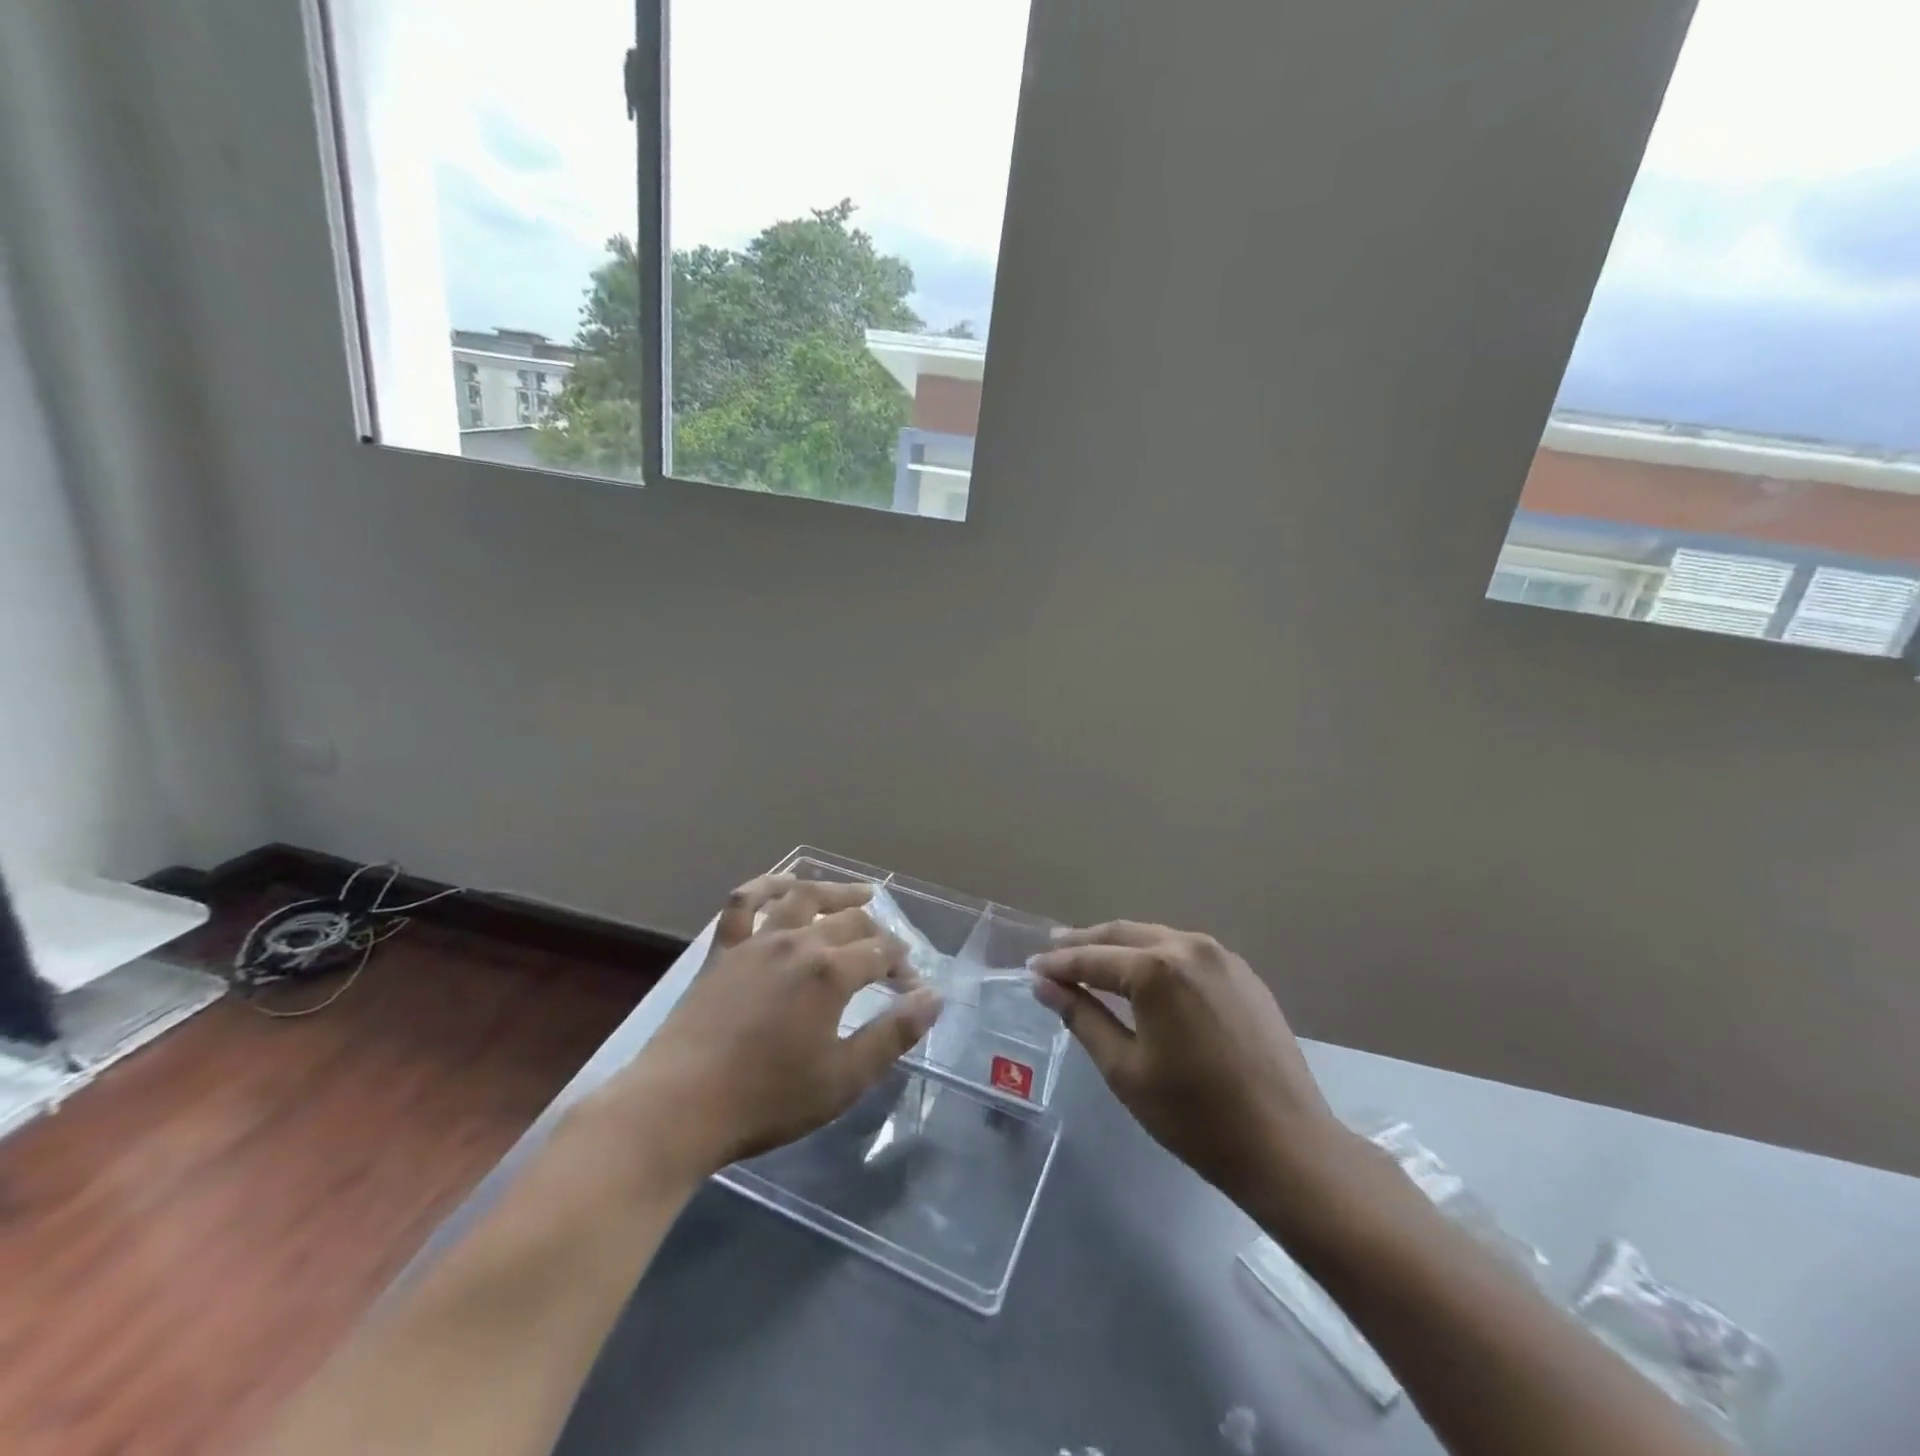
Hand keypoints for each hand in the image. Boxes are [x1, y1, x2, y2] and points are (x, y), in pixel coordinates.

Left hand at [601, 876, 943, 1177]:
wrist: (679, 1106)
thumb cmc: (767, 1099)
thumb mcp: (843, 1078)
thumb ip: (893, 1034)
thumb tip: (934, 996)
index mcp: (831, 972)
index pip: (882, 952)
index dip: (903, 964)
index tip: (912, 987)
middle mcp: (798, 943)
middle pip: (849, 921)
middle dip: (879, 932)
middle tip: (891, 952)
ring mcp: (756, 941)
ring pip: (803, 899)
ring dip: (836, 892)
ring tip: (860, 893)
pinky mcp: (722, 950)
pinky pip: (744, 903)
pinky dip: (767, 885)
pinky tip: (785, 883)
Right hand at [1031, 921, 1350, 1218]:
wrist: (1286, 1145)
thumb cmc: (1195, 1116)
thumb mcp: (1125, 1069)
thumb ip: (1082, 1018)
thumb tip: (1045, 986)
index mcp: (1156, 968)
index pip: (1092, 958)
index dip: (1058, 964)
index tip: (1031, 968)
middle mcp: (1188, 946)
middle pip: (1123, 934)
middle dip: (1085, 942)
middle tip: (1054, 950)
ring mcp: (1221, 956)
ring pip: (1156, 937)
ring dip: (1121, 945)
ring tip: (1092, 956)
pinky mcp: (1243, 972)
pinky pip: (1186, 951)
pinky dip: (1156, 954)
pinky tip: (1143, 971)